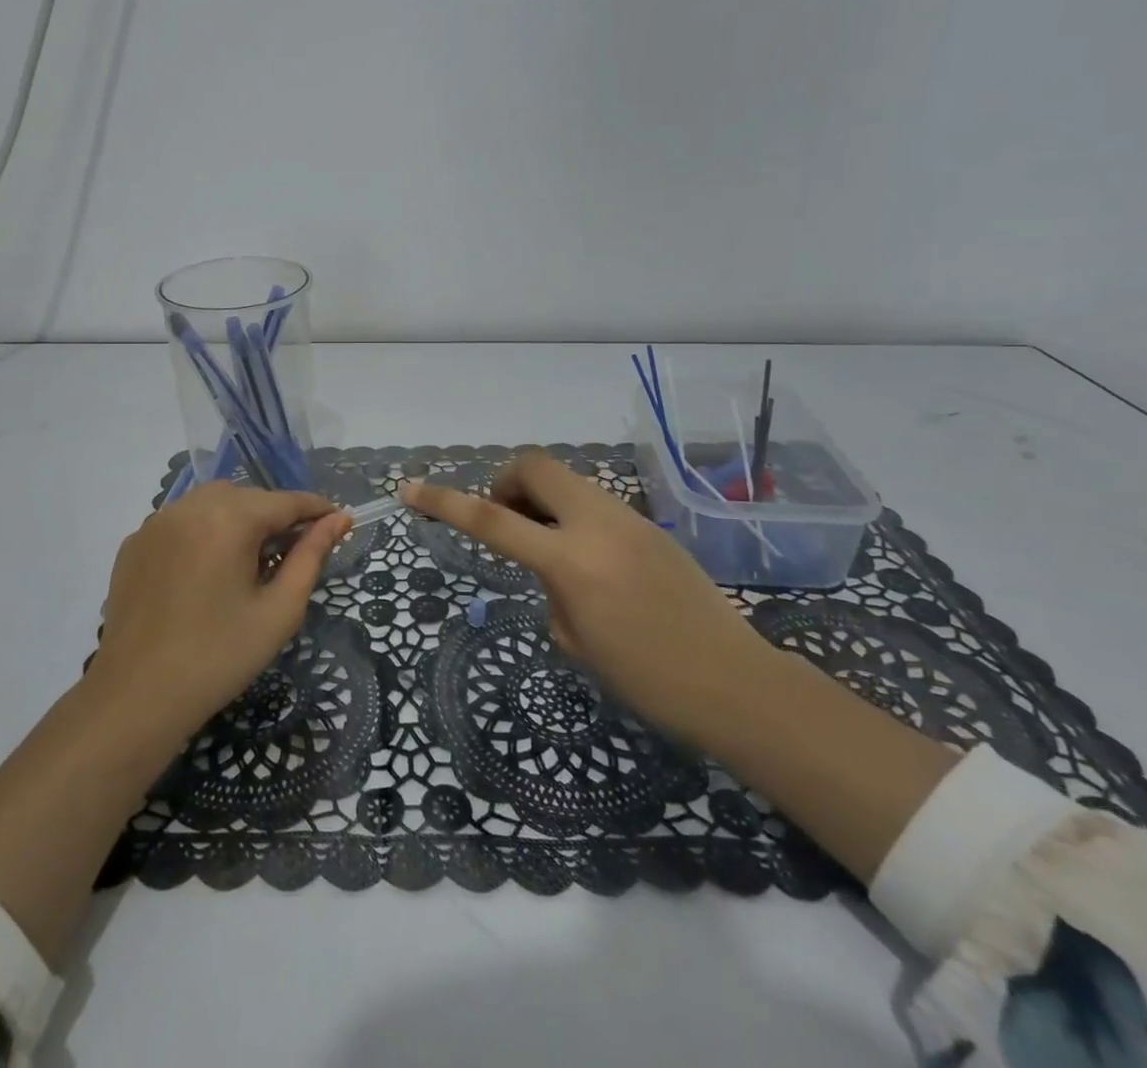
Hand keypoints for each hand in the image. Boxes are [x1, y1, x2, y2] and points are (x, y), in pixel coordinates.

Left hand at [85, 482, 351, 746]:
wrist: (136, 697)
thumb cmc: (220, 657)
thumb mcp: (279, 610)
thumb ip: (311, 556)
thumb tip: (338, 519)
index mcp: (230, 518)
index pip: (286, 501)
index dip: (316, 510)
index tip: (339, 522)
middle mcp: (190, 506)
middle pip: (248, 497)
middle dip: (275, 516)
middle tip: (293, 552)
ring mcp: (156, 521)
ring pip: (212, 503)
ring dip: (238, 519)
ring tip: (249, 560)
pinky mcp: (134, 542)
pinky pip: (181, 521)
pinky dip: (203, 531)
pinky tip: (206, 570)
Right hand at [401, 449, 775, 745]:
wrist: (735, 682)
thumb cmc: (648, 679)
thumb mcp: (575, 640)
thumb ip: (552, 588)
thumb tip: (553, 564)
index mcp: (571, 560)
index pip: (492, 519)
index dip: (445, 501)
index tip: (411, 488)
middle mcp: (598, 524)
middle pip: (536, 464)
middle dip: (507, 481)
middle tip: (507, 521)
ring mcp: (629, 518)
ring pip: (568, 481)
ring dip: (543, 500)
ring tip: (550, 550)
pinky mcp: (650, 526)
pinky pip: (596, 504)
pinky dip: (574, 517)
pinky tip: (592, 564)